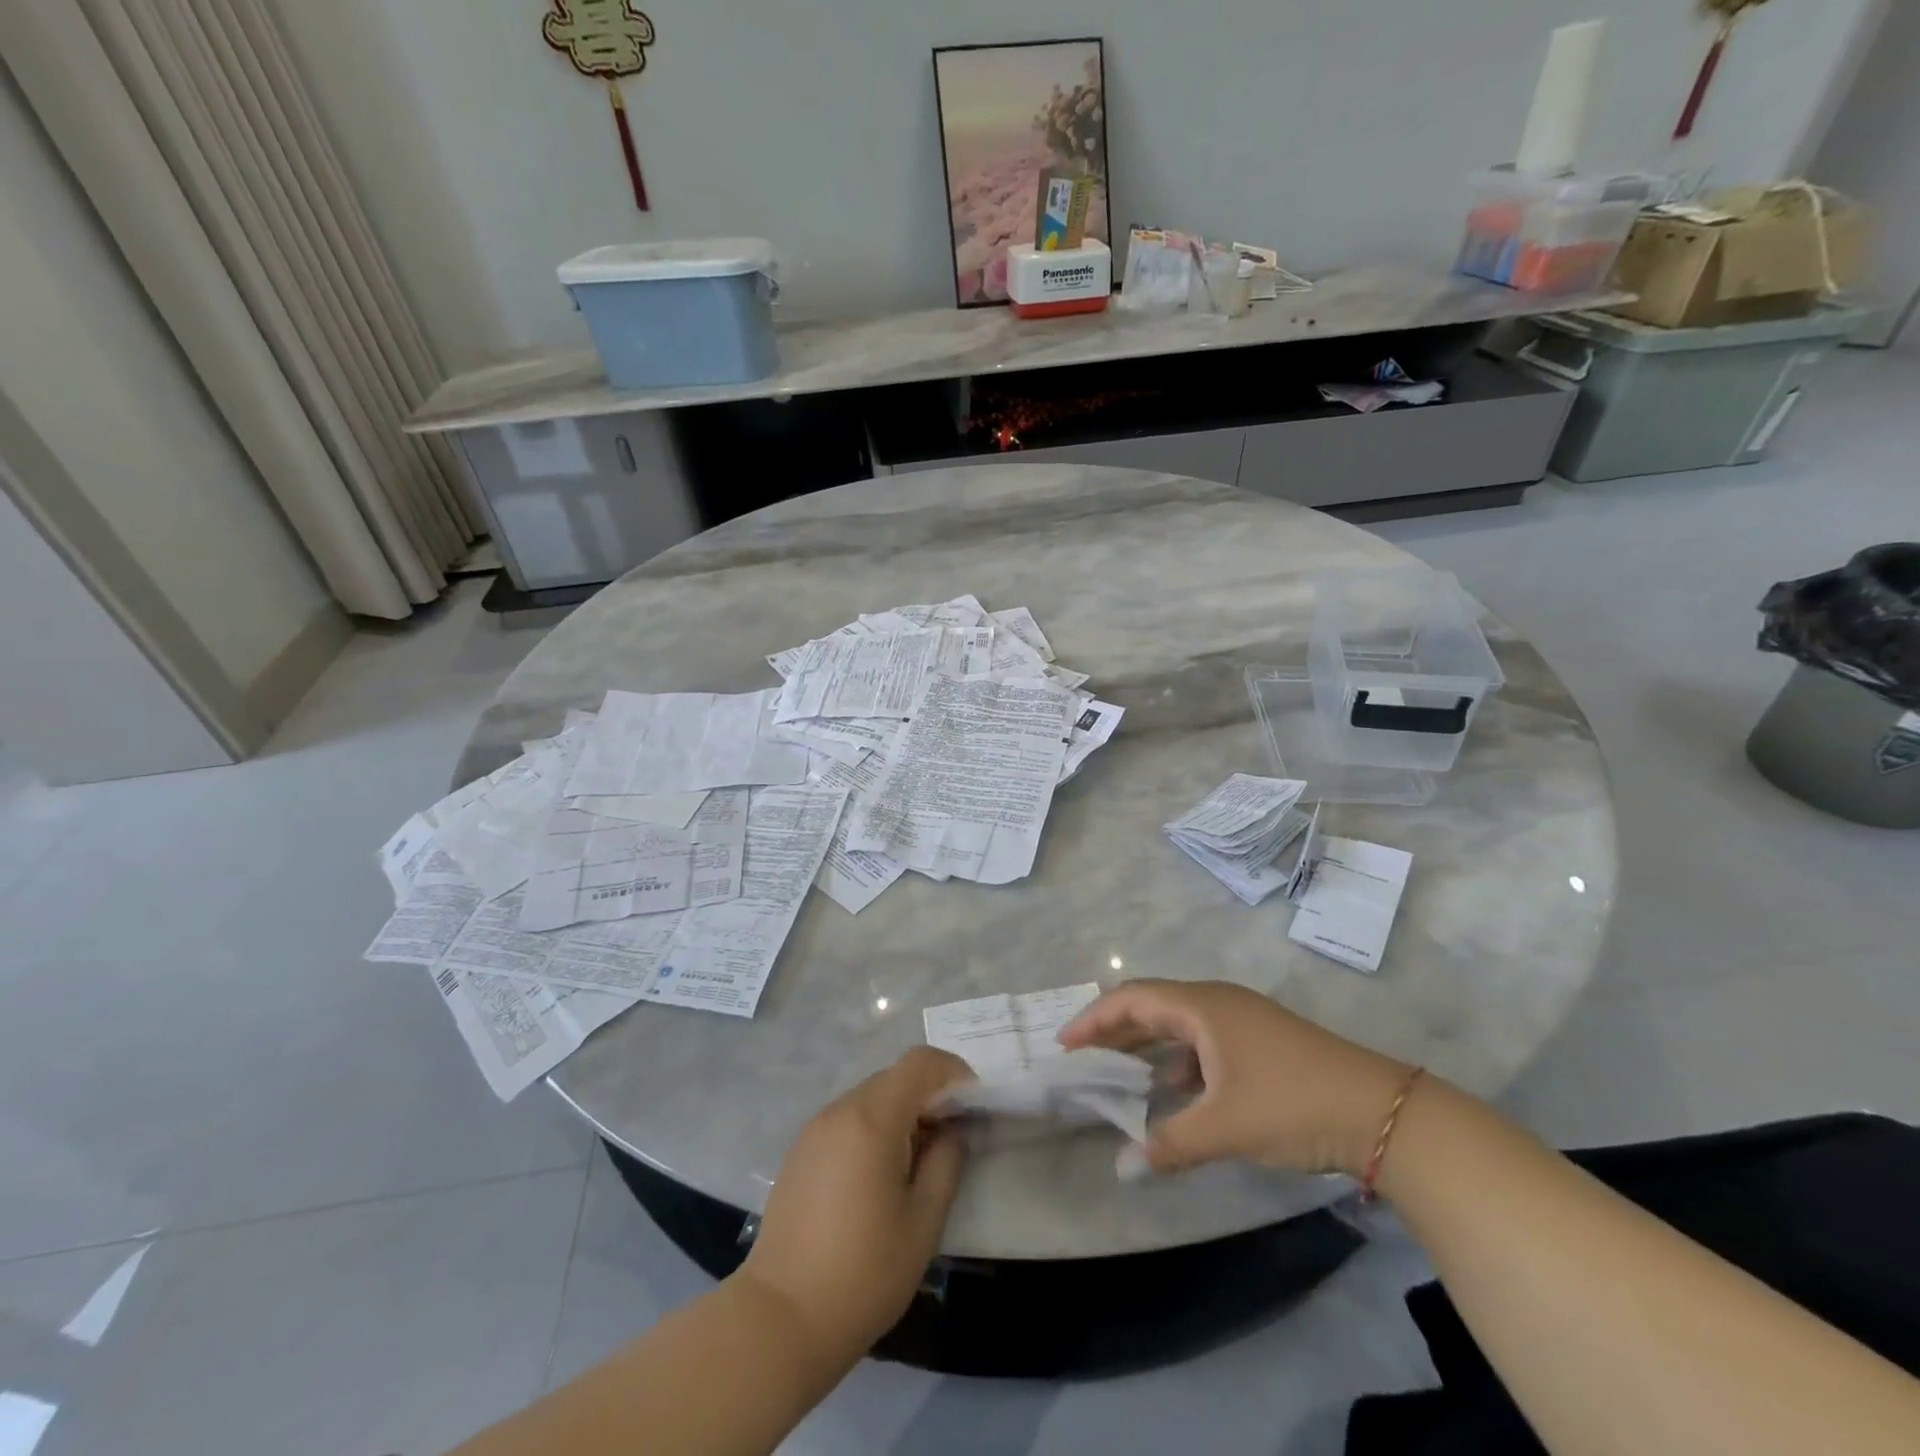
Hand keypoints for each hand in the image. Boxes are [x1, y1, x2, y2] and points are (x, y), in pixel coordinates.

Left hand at [738, 1047, 972, 1363]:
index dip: (953, 1071)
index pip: (919, 1063)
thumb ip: (946, 1162)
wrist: (780, 1319)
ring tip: (918, 1162)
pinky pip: (848, 1120)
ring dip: (901, 1113)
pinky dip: (874, 1129)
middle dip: (929, 1095)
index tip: (974, 1103)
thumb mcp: (924, 1222)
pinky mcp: (800, 1152)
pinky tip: (880, 1176)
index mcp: (872, 1119)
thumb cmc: (863, 1272)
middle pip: (894, 1078)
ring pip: (870, 1098)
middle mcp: (840, 1111)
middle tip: (951, 1137)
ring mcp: (815, 1130)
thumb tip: (952, 1130)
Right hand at [1059, 979, 1410, 1176]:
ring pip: (1180, 1024)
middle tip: (1083, 1057)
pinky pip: (1203, 1041)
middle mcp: (1218, 1002)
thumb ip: (1169, 1144)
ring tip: (1120, 1075)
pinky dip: (1179, 1061)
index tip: (1065, 1045)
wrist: (1382, 1113)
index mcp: (1202, 1006)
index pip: (1132, 999)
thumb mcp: (1224, 1126)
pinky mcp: (1262, 1042)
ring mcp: (1243, 1020)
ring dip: (1148, 1045)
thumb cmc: (1291, 1104)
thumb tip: (1123, 1166)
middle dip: (1115, 1029)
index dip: (1094, 1018)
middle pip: (1153, 1005)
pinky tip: (1174, 1092)